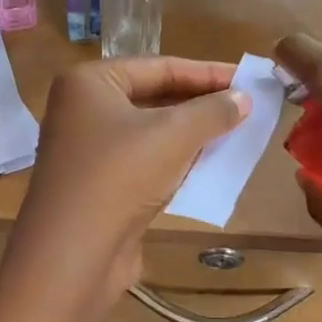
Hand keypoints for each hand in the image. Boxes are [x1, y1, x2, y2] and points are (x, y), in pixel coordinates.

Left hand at [8, 57, 249, 310]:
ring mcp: (86, 150)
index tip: (247, 79)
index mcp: (89, 82)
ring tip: (235, 134)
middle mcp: (81, 110)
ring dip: (190, 135)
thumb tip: (244, 99)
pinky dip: (174, 162)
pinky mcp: (96, 186)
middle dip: (199, 105)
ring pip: (149, 133)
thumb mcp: (174, 135)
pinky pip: (142, 163)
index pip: (158, 67)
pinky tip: (207, 166)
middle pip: (152, 98)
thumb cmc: (120, 175)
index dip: (207, 73)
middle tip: (245, 107)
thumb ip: (213, 111)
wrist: (73, 254)